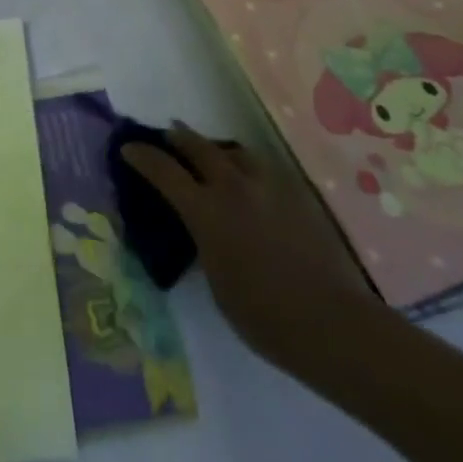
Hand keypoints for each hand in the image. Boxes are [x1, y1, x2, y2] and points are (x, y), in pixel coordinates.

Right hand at [121, 125, 382, 369]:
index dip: (142, 155)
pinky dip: (247, 168)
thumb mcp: (215, 281)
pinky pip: (263, 169)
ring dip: (217, 150)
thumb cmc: (263, 316)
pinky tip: (251, 183)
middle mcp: (233, 187)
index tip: (128, 147)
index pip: (163, 170)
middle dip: (178, 139)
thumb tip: (204, 227)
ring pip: (235, 152)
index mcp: (205, 210)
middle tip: (168, 136)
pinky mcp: (297, 194)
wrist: (334, 324)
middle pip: (198, 147)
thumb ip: (204, 242)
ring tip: (213, 156)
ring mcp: (269, 186)